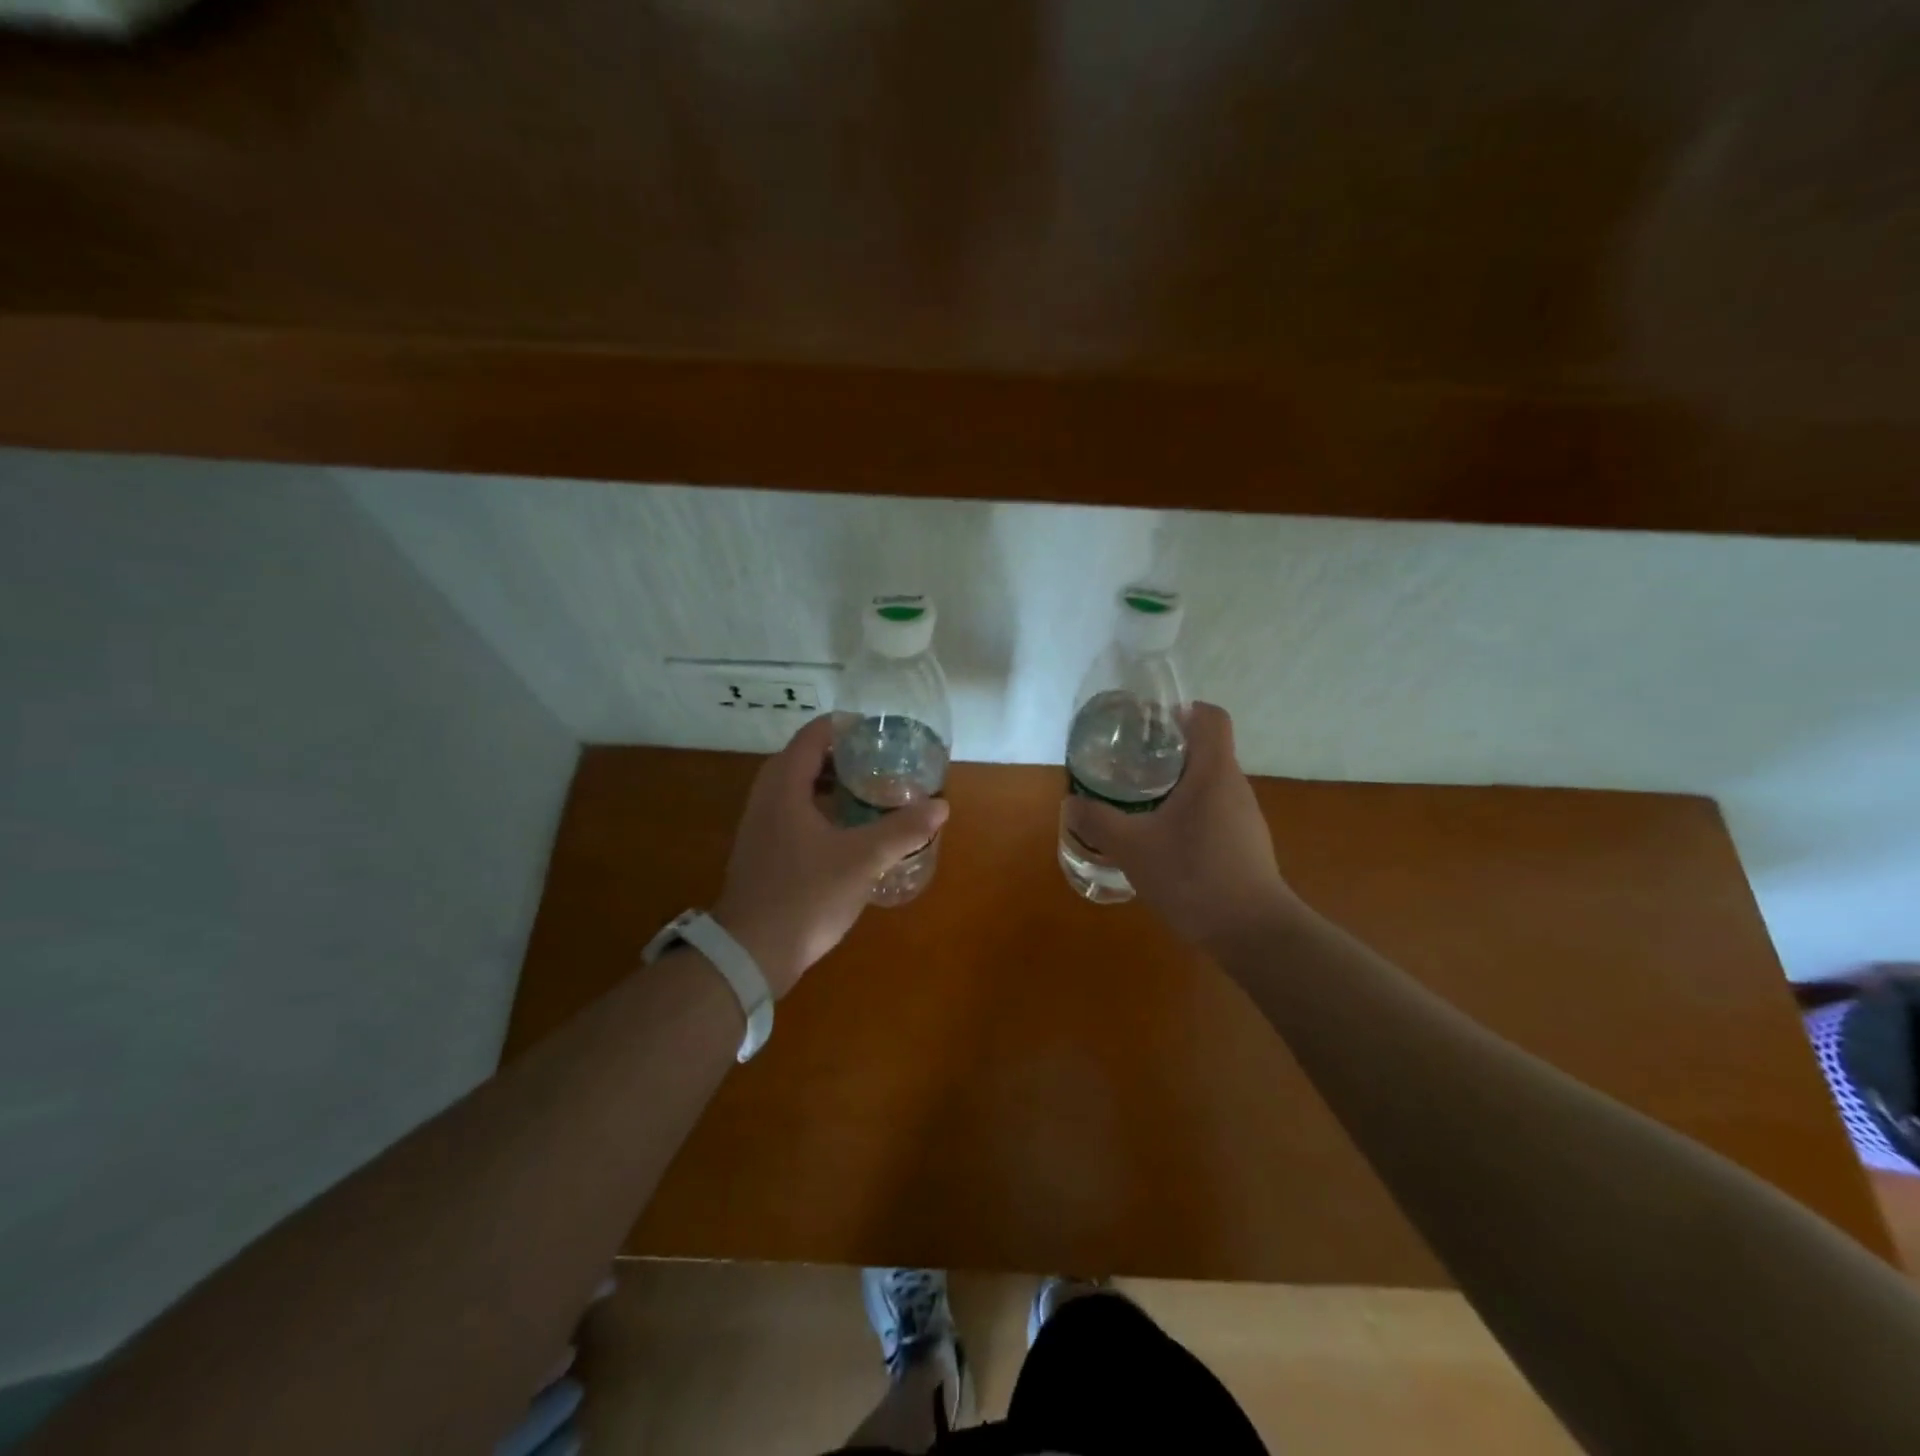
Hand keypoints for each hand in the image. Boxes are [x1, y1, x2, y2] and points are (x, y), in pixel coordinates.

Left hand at [711, 715, 948, 997]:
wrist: (751, 952)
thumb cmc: (806, 896)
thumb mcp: (863, 860)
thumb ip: (903, 829)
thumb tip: (941, 805)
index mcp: (784, 785)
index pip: (814, 734)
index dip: (848, 727)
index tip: (881, 734)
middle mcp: (767, 795)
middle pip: (807, 758)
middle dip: (846, 756)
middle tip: (883, 763)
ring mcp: (760, 824)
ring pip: (799, 787)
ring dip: (834, 784)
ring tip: (873, 793)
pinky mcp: (763, 849)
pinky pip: (794, 811)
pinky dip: (821, 808)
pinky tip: (849, 830)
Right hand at [1061, 702, 1300, 951]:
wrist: (1252, 933)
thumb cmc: (1193, 876)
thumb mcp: (1132, 848)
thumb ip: (1098, 822)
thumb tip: (1070, 803)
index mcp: (1213, 772)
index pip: (1210, 716)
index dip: (1182, 710)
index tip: (1150, 725)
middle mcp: (1235, 786)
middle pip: (1206, 749)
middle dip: (1168, 751)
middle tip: (1129, 765)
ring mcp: (1245, 817)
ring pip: (1209, 784)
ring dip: (1176, 786)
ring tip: (1140, 803)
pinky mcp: (1246, 845)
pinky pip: (1214, 812)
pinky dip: (1189, 814)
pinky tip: (1163, 842)